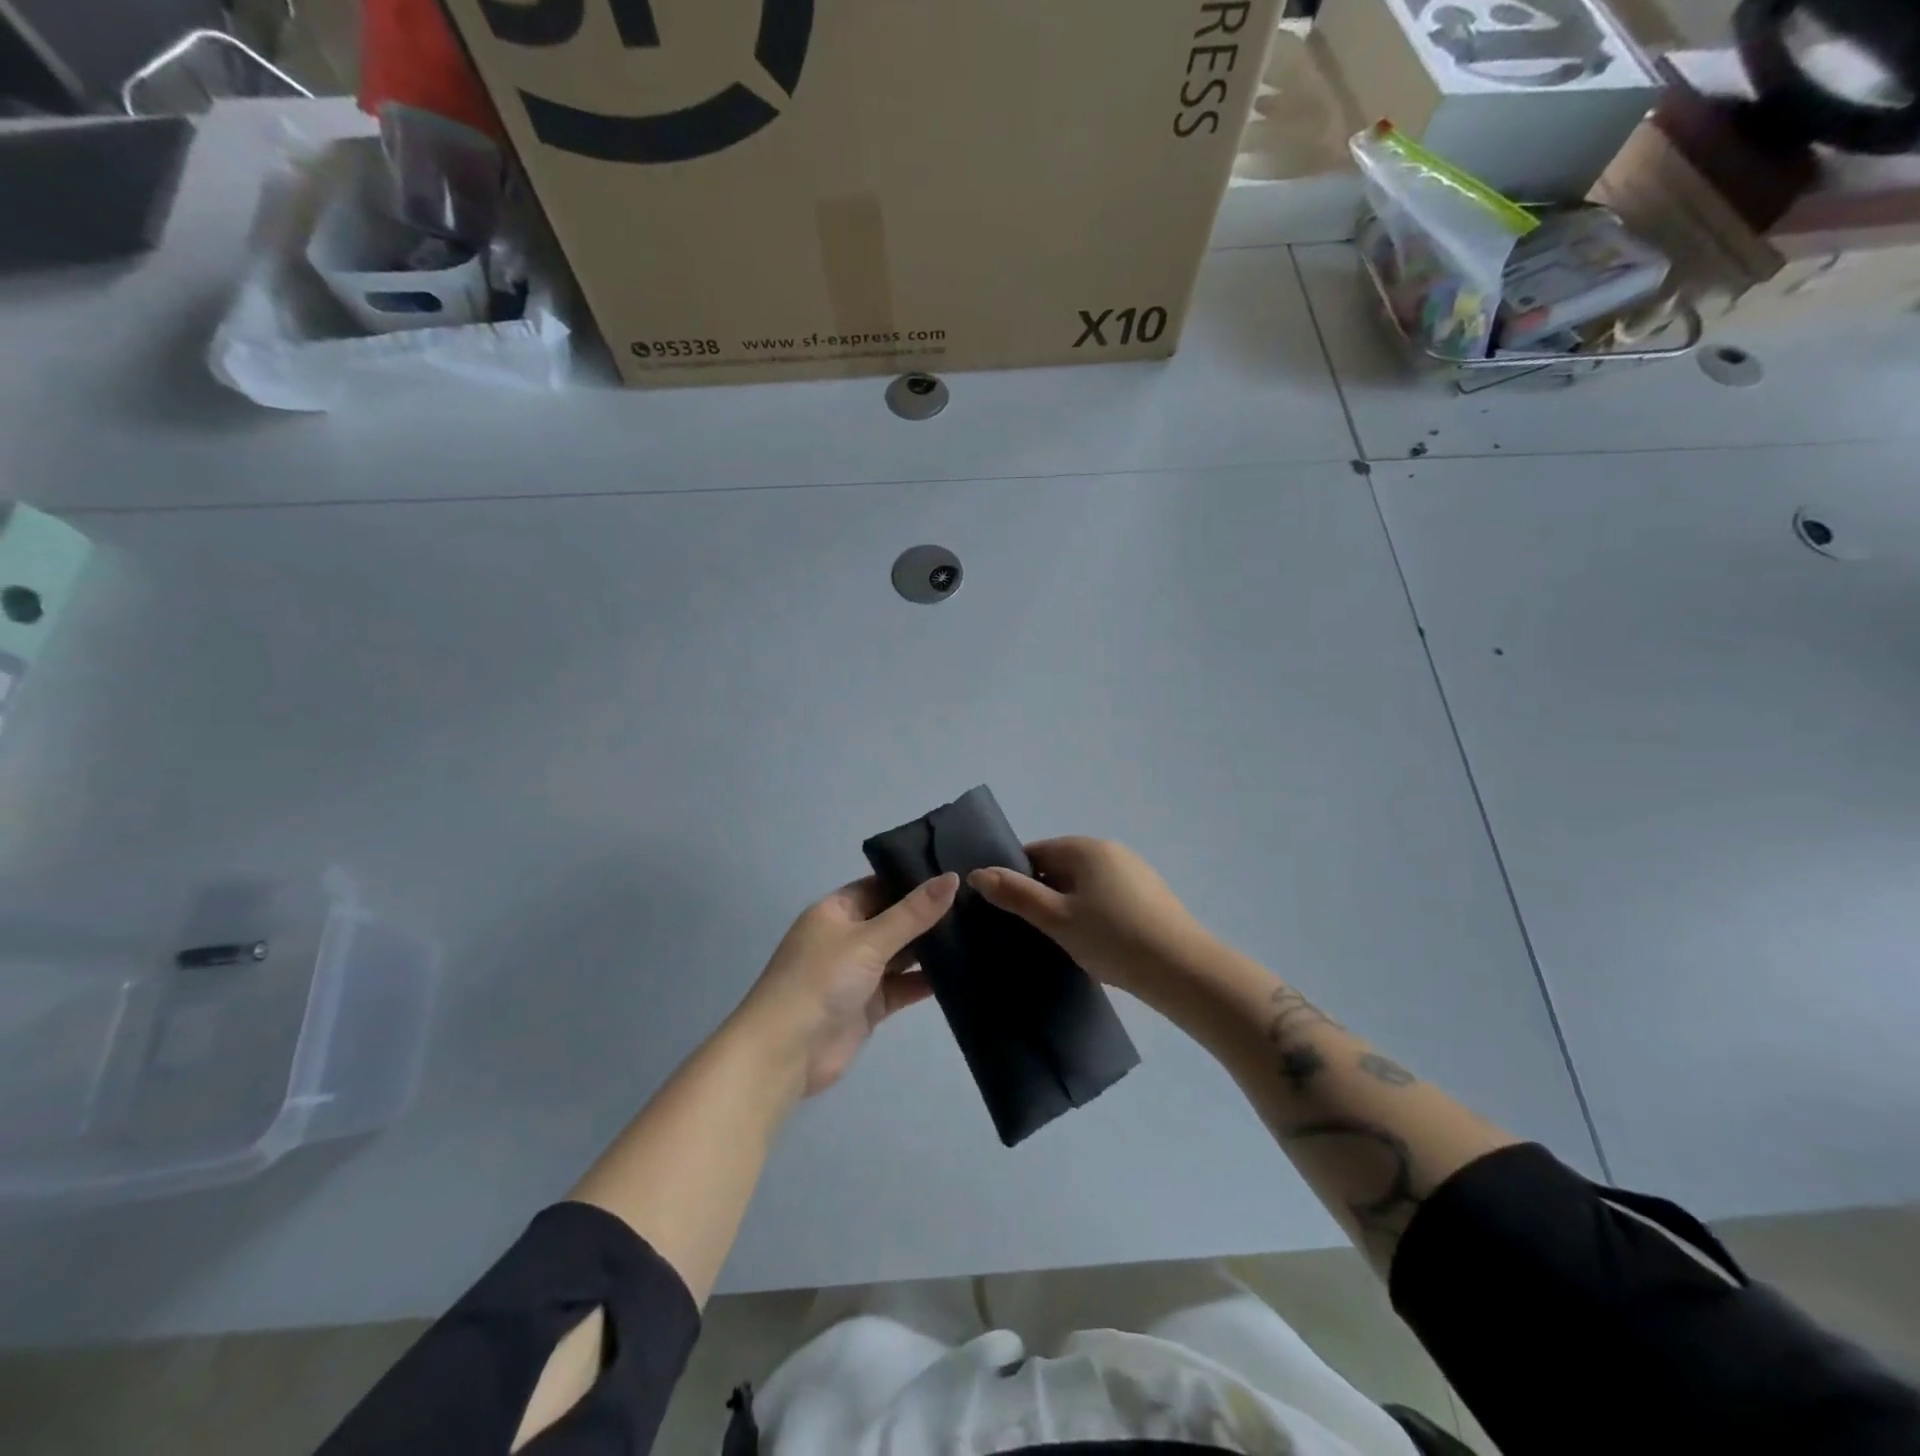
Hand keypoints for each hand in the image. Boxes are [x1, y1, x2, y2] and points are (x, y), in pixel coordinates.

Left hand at [731, 873, 957, 1098]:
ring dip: (931, 948)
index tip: (956, 873)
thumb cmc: (820, 980)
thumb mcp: (868, 939)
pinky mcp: (870, 1005)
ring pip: (902, 954)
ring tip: (979, 931)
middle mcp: (848, 937)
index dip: (914, 879)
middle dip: (928, 914)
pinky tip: (963, 971)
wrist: (785, 1053)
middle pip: (894, 919)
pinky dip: (927, 981)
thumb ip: (913, 913)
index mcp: (837, 910)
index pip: (880, 885)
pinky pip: (904, 986)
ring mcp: (859, 973)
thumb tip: (953, 878)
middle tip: (978, 901)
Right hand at [969, 838, 1212, 1001]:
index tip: (1004, 910)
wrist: (1183, 970)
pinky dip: (1092, 913)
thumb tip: (978, 873)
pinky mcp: (1149, 895)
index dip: (1015, 878)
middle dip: (1041, 894)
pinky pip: (1106, 896)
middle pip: (1059, 866)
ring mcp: (1134, 872)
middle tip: (1028, 930)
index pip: (1035, 853)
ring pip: (1083, 884)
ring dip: (1067, 906)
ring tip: (1059, 941)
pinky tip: (1093, 943)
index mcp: (1085, 848)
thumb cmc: (1113, 939)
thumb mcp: (1057, 919)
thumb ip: (1017, 895)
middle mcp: (1110, 850)